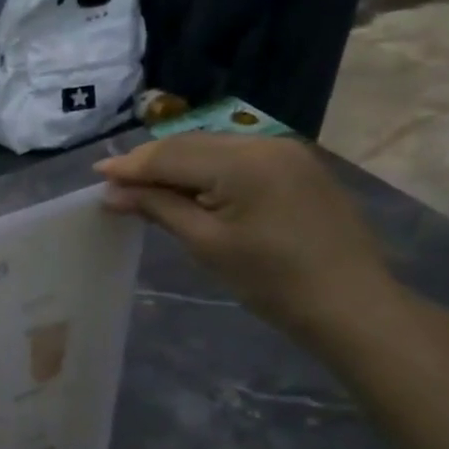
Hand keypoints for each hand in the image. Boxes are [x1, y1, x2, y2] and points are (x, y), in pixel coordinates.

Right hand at [95, 134, 411, 346]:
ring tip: (146, 186)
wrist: (352, 306)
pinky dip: (207, 168)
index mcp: (242, 162)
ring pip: (212, 147)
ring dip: (177, 164)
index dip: (130, 166)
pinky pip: (237, 157)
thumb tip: (113, 192)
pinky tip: (190, 186)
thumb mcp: (206, 244)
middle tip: (115, 182)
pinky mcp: (297, 165)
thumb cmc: (272, 281)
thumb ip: (157, 207)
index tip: (96, 176)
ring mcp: (285, 151)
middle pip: (189, 144)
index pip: (170, 156)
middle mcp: (264, 143)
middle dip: (150, 162)